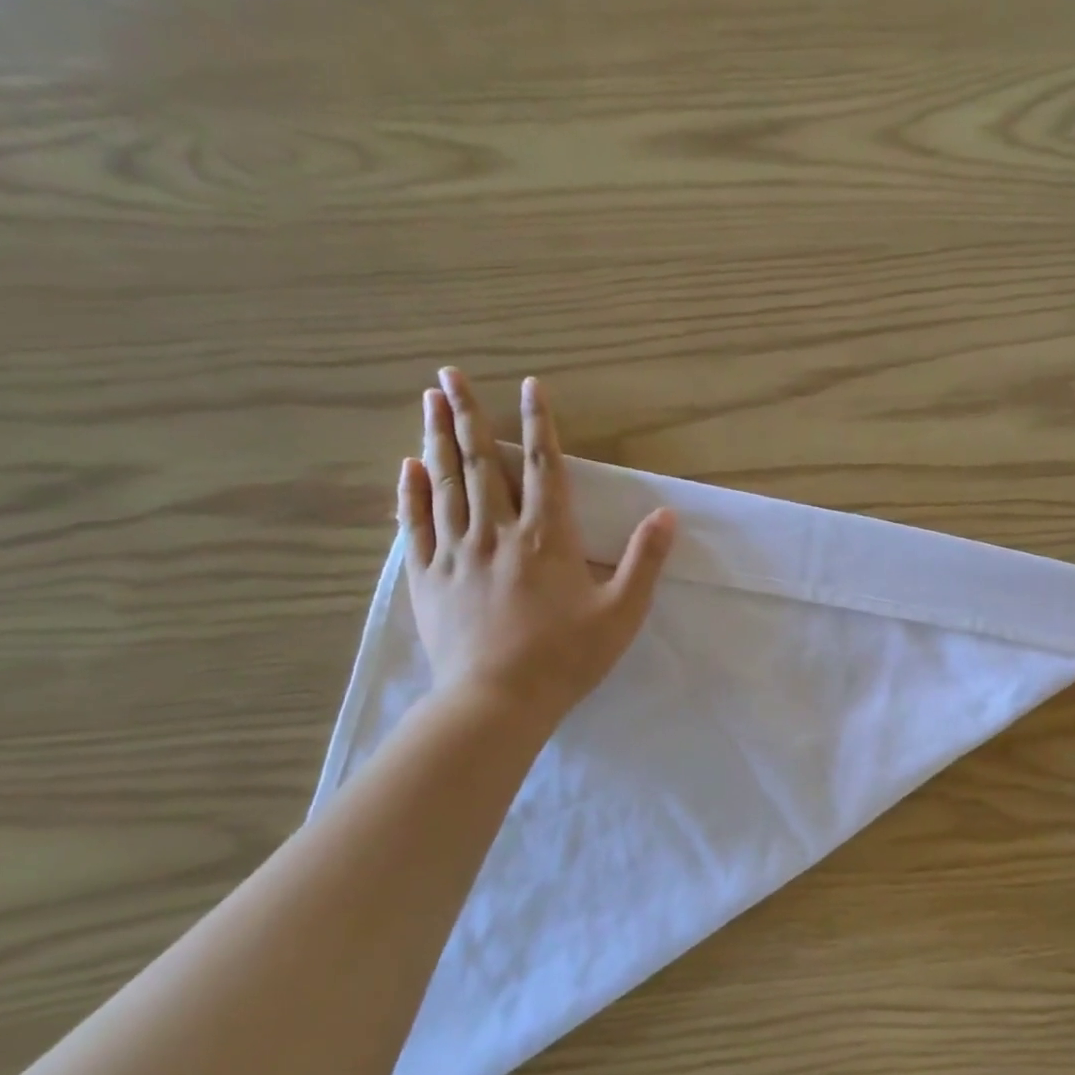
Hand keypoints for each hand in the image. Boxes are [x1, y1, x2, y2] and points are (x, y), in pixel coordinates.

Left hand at [398, 367, 674, 721]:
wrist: (498, 701)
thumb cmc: (566, 657)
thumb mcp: (622, 613)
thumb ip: (644, 561)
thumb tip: (667, 515)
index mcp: (546, 538)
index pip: (541, 466)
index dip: (538, 423)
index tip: (529, 386)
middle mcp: (497, 533)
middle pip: (480, 463)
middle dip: (467, 413)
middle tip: (449, 373)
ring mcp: (456, 553)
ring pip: (445, 484)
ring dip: (437, 439)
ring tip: (428, 401)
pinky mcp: (429, 579)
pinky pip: (416, 526)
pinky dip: (411, 493)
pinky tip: (407, 467)